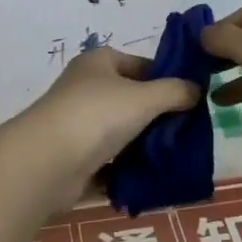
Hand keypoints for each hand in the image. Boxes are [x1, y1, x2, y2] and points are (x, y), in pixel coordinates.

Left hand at [13, 48, 199, 200]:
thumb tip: (196, 90)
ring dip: (143, 145)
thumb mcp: (145, 97)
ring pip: (120, 132)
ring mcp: (77, 124)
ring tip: (174, 158)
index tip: (191, 100)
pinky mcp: (73, 158)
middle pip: (131, 99)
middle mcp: (86, 88)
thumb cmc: (97, 115)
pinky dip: (126, 170)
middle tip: (187, 133)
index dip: (167, 79)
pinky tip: (151, 179)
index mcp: (99, 62)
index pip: (142, 65)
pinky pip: (108, 162)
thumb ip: (175, 91)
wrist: (46, 163)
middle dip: (158, 116)